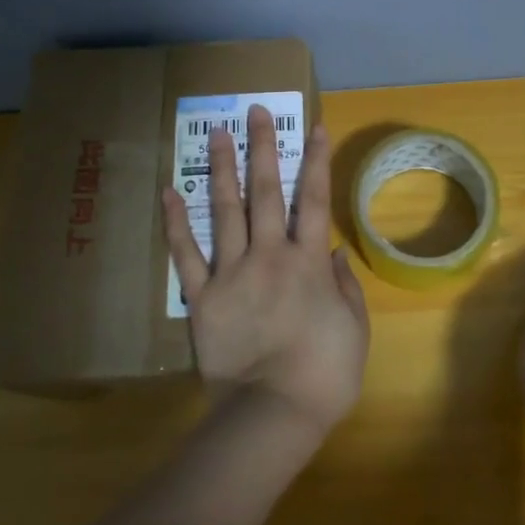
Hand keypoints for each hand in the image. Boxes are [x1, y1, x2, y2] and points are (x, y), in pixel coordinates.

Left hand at [161, 105, 369, 434]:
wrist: (274, 413)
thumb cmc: (325, 375)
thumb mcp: (354, 328)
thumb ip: (344, 285)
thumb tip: (331, 251)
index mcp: (309, 262)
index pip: (315, 199)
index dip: (317, 161)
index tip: (315, 126)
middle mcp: (271, 255)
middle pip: (267, 191)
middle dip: (262, 148)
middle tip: (254, 111)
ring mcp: (233, 273)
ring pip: (226, 210)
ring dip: (221, 169)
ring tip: (216, 133)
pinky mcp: (203, 297)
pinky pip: (186, 255)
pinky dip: (177, 223)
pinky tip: (170, 192)